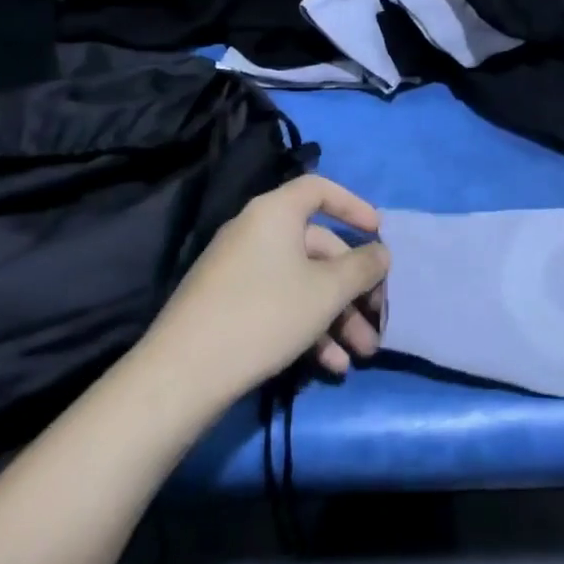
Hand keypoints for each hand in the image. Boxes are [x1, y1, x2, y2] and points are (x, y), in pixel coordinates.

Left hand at [147, 175, 390, 403]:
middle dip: (353, 286)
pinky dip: (307, 327)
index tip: (378, 233)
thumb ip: (362, 267)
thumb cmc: (265, 314)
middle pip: (317, 246)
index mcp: (275, 212)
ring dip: (336, 316)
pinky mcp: (228, 304)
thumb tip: (381, 252)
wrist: (182, 374)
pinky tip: (329, 366)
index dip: (353, 206)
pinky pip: (280, 302)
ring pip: (302, 282)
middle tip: (376, 319)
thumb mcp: (327, 291)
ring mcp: (239, 269)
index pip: (319, 189)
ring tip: (360, 355)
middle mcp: (255, 231)